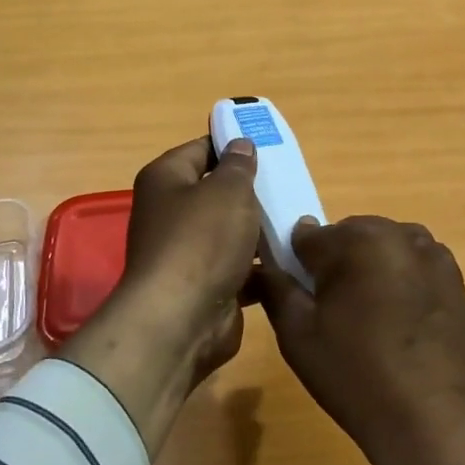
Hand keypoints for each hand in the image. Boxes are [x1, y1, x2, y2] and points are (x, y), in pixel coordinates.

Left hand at [62, 137, 261, 452]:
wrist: (182, 320)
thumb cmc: (202, 241)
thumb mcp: (228, 190)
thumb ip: (239, 166)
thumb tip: (240, 145)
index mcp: (166, 179)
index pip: (201, 149)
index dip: (233, 145)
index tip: (270, 147)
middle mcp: (170, 213)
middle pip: (217, 192)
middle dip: (252, 192)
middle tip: (290, 186)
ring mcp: (186, 253)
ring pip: (231, 232)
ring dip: (260, 231)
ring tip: (298, 222)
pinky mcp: (204, 285)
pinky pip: (238, 266)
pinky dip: (260, 265)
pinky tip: (291, 259)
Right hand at [257, 215, 464, 464]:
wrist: (433, 419)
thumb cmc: (355, 375)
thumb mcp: (298, 334)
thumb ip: (276, 287)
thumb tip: (266, 259)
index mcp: (357, 240)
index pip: (308, 236)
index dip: (296, 265)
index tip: (299, 296)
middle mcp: (398, 234)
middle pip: (349, 236)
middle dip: (336, 264)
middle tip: (333, 314)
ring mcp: (433, 254)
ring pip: (384, 248)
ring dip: (370, 269)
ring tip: (369, 319)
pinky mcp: (456, 278)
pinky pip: (414, 266)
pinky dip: (401, 281)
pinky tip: (400, 323)